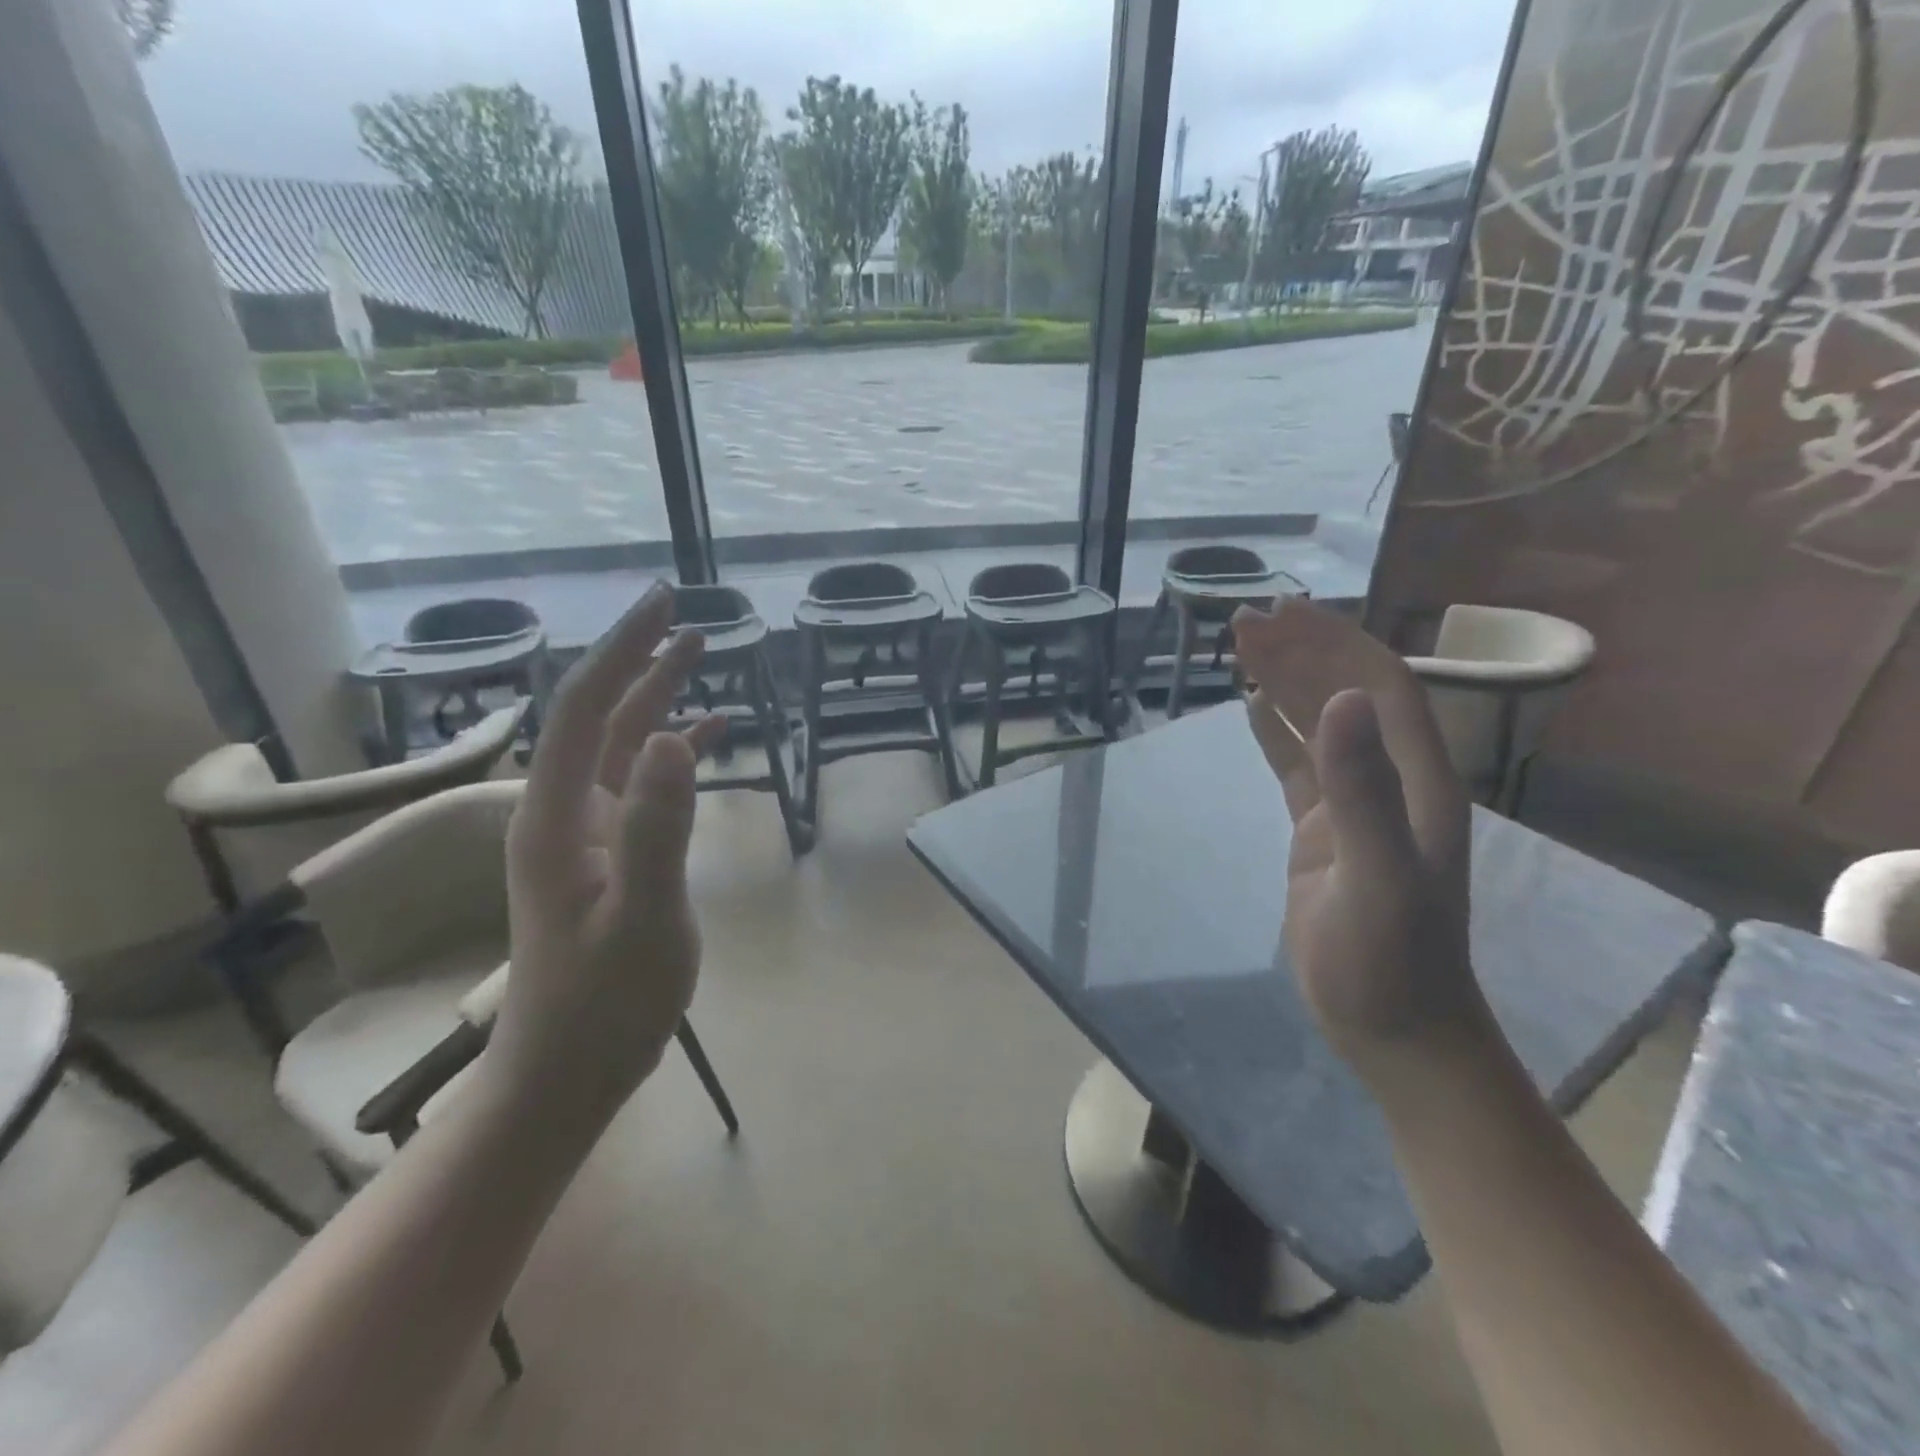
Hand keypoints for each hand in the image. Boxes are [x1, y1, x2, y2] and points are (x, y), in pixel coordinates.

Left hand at [486, 583, 722, 1127]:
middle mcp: (560, 811)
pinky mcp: (607, 853)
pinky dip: (670, 752)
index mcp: (555, 816)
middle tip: (684, 615)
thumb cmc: (607, 1000)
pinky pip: (637, 784)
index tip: (661, 604)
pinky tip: (706, 737)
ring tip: (699, 656)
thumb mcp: (645, 916)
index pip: (582, 709)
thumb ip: (656, 827)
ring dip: (655, 699)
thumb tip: (670, 737)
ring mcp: (583, 833)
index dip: (621, 651)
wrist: (571, 1068)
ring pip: (617, 745)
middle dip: (637, 660)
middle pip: (597, 716)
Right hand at [1230, 598, 1483, 1072]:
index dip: (1332, 643)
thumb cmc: (1388, 963)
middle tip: (1243, 620)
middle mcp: (1391, 781)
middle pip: (1347, 694)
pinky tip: (1252, 707)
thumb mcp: (1374, 879)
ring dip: (1287, 681)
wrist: (1395, 1031)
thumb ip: (1360, 791)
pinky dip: (1276, 730)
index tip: (1279, 615)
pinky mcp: (1326, 831)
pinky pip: (1299, 765)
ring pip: (1321, 724)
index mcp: (1416, 781)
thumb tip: (1339, 699)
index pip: (1378, 686)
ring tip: (1242, 648)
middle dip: (1301, 651)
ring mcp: (1358, 806)